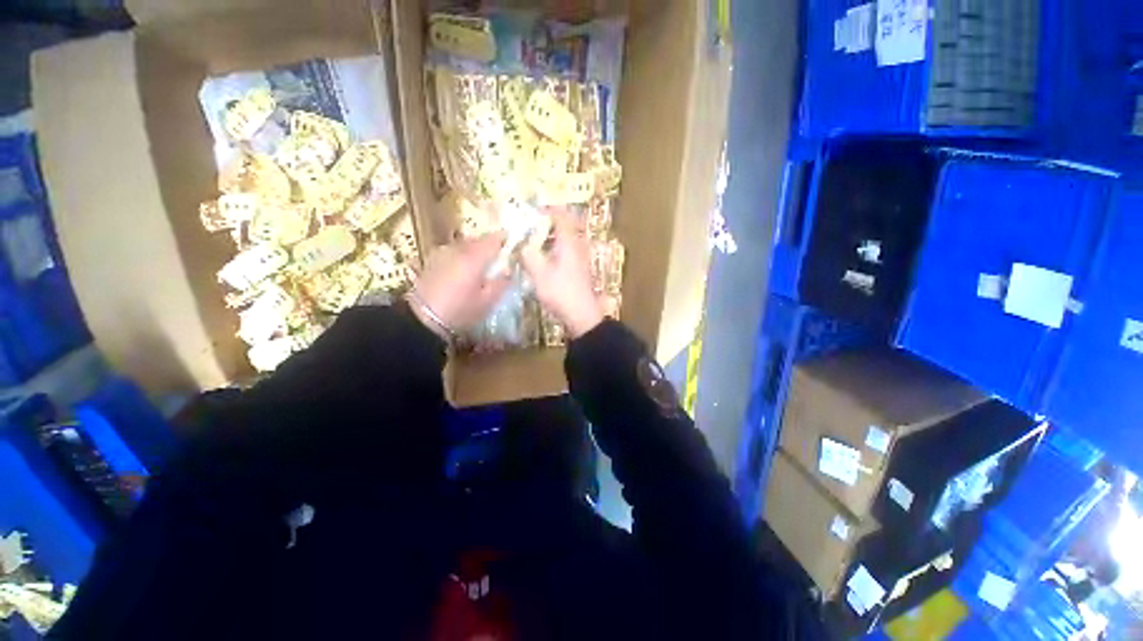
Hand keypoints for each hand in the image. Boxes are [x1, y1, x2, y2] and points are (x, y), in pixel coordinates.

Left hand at [409, 232, 509, 338]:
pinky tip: (462, 270)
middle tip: (499, 259)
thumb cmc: (460, 311)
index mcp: (475, 257)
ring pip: (464, 244)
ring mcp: (443, 253)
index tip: (513, 245)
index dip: (505, 240)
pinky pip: (453, 251)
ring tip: (480, 265)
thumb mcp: (488, 301)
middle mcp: (458, 249)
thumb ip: (502, 283)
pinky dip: (461, 256)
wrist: (424, 319)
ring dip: (474, 250)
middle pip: (478, 239)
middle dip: (490, 245)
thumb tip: (509, 270)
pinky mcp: (432, 260)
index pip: (494, 239)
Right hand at [521, 209, 605, 338]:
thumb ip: (529, 255)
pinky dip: (555, 247)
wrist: (582, 315)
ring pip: (566, 238)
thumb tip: (522, 245)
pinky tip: (543, 257)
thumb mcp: (540, 274)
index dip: (549, 209)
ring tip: (533, 238)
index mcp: (569, 242)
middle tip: (531, 222)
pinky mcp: (579, 269)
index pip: (562, 216)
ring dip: (551, 235)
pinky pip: (567, 250)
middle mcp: (577, 246)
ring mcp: (580, 258)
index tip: (533, 208)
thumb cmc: (561, 292)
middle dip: (549, 221)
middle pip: (566, 225)